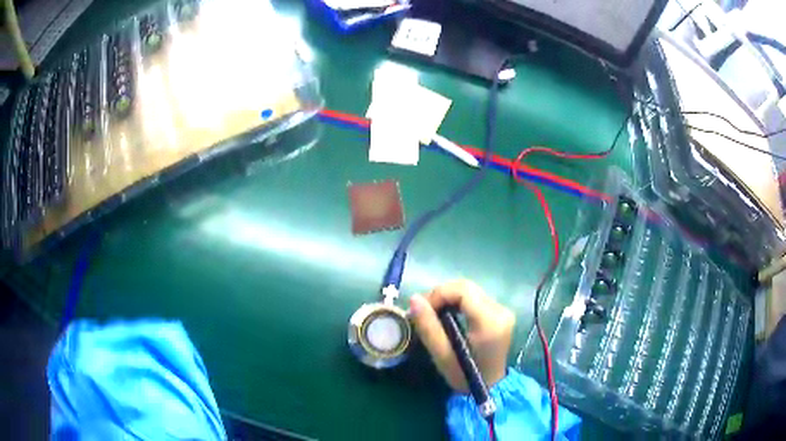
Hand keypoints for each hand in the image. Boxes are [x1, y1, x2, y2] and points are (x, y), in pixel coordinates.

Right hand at [409, 280, 515, 391]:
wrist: (490, 388)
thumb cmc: (464, 376)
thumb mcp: (442, 355)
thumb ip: (428, 326)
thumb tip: (414, 299)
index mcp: (489, 321)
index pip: (463, 290)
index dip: (438, 294)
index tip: (422, 309)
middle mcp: (500, 310)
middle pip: (467, 287)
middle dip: (441, 294)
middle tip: (425, 311)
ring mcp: (503, 311)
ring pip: (471, 290)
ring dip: (449, 298)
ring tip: (434, 314)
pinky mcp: (501, 313)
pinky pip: (476, 298)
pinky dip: (459, 302)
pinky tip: (449, 316)